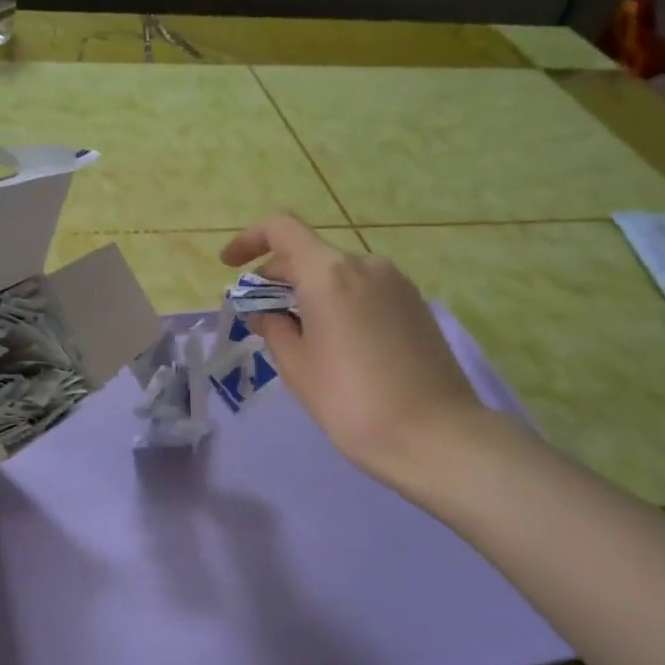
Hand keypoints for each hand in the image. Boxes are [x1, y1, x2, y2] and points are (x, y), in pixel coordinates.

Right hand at [220, 214, 493, 491]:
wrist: (435, 435)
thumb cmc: (351, 402)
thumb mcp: (297, 367)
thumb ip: (273, 328)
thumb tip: (263, 312)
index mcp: (329, 273)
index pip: (281, 228)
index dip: (249, 239)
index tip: (229, 266)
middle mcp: (365, 265)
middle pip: (309, 253)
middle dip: (276, 276)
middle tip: (258, 315)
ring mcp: (396, 283)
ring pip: (338, 273)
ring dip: (308, 290)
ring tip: (296, 333)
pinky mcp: (415, 304)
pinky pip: (364, 289)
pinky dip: (338, 301)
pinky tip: (334, 341)